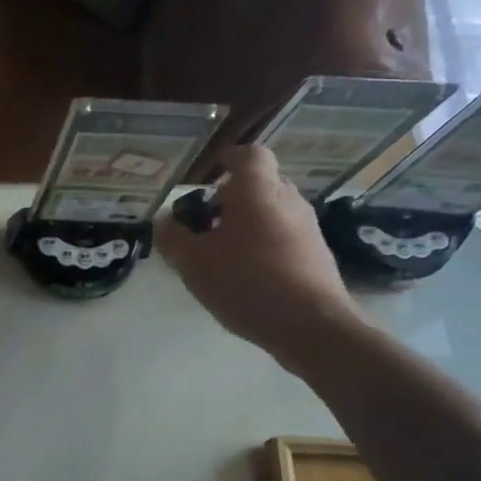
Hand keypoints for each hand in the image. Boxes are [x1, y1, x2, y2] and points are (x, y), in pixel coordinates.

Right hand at [153, 145, 365, 365]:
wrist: (311, 326)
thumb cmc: (246, 283)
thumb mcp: (193, 263)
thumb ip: (172, 237)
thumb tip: (164, 220)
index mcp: (257, 192)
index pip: (249, 155)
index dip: (228, 159)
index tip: (210, 174)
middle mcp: (288, 200)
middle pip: (260, 183)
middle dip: (231, 197)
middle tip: (205, 222)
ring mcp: (307, 227)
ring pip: (272, 210)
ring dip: (247, 222)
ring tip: (222, 253)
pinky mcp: (316, 254)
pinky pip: (284, 235)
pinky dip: (263, 243)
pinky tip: (246, 274)